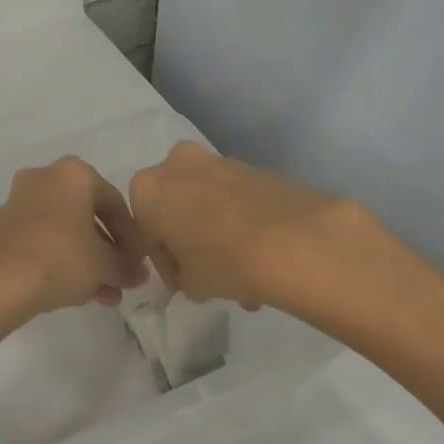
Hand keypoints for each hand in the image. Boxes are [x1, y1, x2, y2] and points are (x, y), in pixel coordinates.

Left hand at [0, 157, 149, 317]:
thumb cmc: (61, 259)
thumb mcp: (105, 265)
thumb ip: (127, 266)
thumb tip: (138, 273)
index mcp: (74, 174)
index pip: (115, 202)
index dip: (132, 236)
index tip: (139, 261)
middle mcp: (44, 178)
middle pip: (88, 215)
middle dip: (108, 250)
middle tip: (122, 276)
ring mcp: (20, 201)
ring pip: (66, 230)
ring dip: (88, 260)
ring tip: (106, 293)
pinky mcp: (3, 227)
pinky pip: (44, 240)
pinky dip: (62, 260)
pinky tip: (79, 292)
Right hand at [128, 141, 363, 310]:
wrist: (297, 242)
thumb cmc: (223, 261)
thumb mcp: (189, 283)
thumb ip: (180, 275)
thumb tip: (189, 272)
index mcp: (147, 189)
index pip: (146, 231)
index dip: (164, 260)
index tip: (182, 282)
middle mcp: (178, 164)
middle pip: (176, 207)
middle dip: (189, 238)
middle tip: (207, 272)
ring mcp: (220, 160)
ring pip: (209, 202)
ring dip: (218, 232)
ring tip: (243, 275)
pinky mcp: (257, 167)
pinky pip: (238, 199)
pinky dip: (243, 222)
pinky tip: (262, 257)